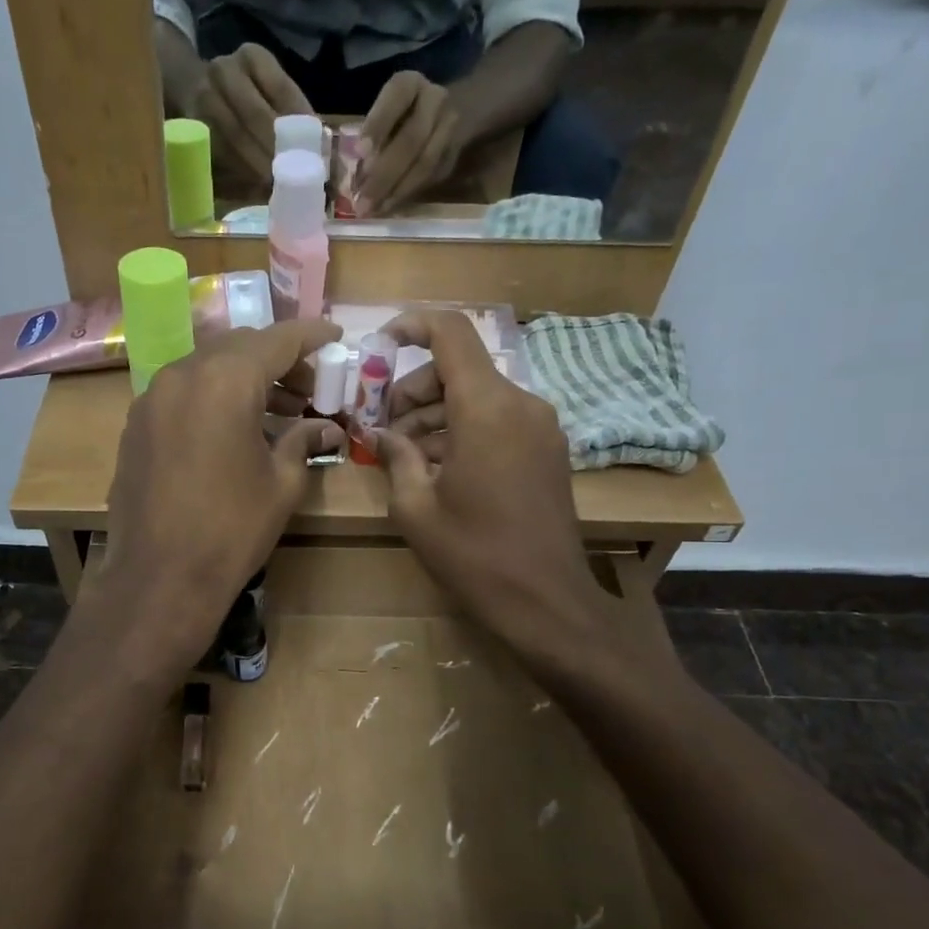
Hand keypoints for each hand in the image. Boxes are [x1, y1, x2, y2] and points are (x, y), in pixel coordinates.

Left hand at [90, 319, 342, 673]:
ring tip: (278, 412)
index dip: (311, 336)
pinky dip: (213, 396)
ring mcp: (153, 397)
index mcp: (227, 380)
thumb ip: (304, 441)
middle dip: (278, 359)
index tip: (335, 337)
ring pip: (208, 367)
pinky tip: (233, 430)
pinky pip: (183, 392)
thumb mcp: (282, 484)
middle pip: (239, 347)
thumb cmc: (232, 529)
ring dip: (244, 378)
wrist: (159, 576)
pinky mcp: (137, 423)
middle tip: (310, 388)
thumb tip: (327, 428)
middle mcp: (184, 373)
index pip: (278, 339)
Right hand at [178, 43, 313, 188]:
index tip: (313, 151)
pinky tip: (254, 184)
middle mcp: (225, 70)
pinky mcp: (191, 122)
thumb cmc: (245, 94)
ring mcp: (203, 94)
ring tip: (276, 185)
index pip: (282, 89)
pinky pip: (218, 150)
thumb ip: (295, 114)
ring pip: (234, 135)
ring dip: (258, 164)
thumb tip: (324, 152)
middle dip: (276, 148)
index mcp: (252, 56)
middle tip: (293, 176)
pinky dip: (239, 169)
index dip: (299, 123)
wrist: (191, 85)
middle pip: (255, 113)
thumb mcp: (269, 90)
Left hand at [356, 71, 462, 215]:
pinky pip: (431, 178)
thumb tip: (352, 181)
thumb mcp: (384, 111)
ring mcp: (450, 127)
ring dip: (396, 191)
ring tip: (373, 210)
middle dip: (384, 174)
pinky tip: (388, 208)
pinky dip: (408, 195)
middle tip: (362, 201)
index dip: (378, 124)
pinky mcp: (454, 154)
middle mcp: (435, 100)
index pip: (396, 97)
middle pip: (412, 139)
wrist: (447, 111)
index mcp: (410, 83)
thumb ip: (372, 137)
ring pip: (425, 163)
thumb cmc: (400, 113)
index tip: (360, 151)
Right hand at [373, 311, 608, 659]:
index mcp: (486, 408)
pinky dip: (464, 430)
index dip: (411, 326)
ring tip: (404, 456)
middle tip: (382, 429)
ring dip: (437, 414)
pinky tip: (439, 469)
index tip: (379, 346)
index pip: (451, 332)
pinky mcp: (549, 451)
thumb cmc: (474, 554)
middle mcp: (520, 404)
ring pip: (478, 396)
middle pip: (460, 368)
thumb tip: (380, 434)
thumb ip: (395, 457)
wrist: (547, 602)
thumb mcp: (415, 508)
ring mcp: (541, 427)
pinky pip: (499, 421)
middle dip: (414, 389)